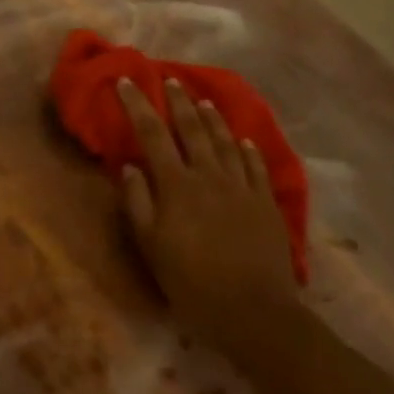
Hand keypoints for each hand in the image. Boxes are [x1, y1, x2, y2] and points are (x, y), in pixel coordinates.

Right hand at [117, 78, 298, 350]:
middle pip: (193, 129)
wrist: (255, 313)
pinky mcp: (266, 205)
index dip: (137, 105)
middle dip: (178, 101)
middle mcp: (210, 176)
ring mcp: (242, 188)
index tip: (126, 81)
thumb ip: (137, 202)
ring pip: (226, 142)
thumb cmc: (192, 282)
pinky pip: (256, 167)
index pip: (152, 134)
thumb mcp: (151, 246)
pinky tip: (244, 140)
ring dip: (213, 118)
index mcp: (177, 185)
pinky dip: (247, 149)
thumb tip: (130, 166)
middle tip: (170, 80)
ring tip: (204, 101)